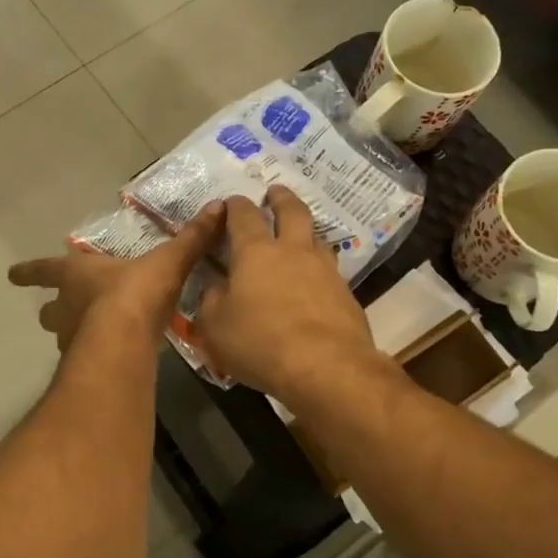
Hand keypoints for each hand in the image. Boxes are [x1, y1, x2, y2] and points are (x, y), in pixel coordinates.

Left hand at [8, 202, 225, 351]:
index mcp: (77, 274)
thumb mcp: (167, 260)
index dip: (30, 270)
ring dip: (72, 333)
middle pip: (49, 310)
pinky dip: (93, 356)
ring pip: (62, 335)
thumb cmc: (135, 292)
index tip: (11, 274)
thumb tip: (219, 206)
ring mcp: (72, 339)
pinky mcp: (85, 366)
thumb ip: (192, 238)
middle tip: (54, 312)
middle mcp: (67, 306)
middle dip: (51, 310)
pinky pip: (85, 359)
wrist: (122, 341)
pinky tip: (110, 359)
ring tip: (89, 338)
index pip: (45, 269)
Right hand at [196, 185, 378, 404]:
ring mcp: (324, 270)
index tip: (232, 202)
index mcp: (255, 252)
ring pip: (317, 237)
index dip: (236, 205)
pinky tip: (314, 281)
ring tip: (299, 235)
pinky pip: (330, 270)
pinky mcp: (346, 294)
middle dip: (281, 198)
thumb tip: (215, 287)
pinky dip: (319, 267)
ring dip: (306, 230)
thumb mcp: (216, 326)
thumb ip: (211, 300)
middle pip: (292, 211)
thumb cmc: (260, 342)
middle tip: (275, 192)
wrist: (326, 366)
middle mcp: (293, 251)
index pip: (244, 215)